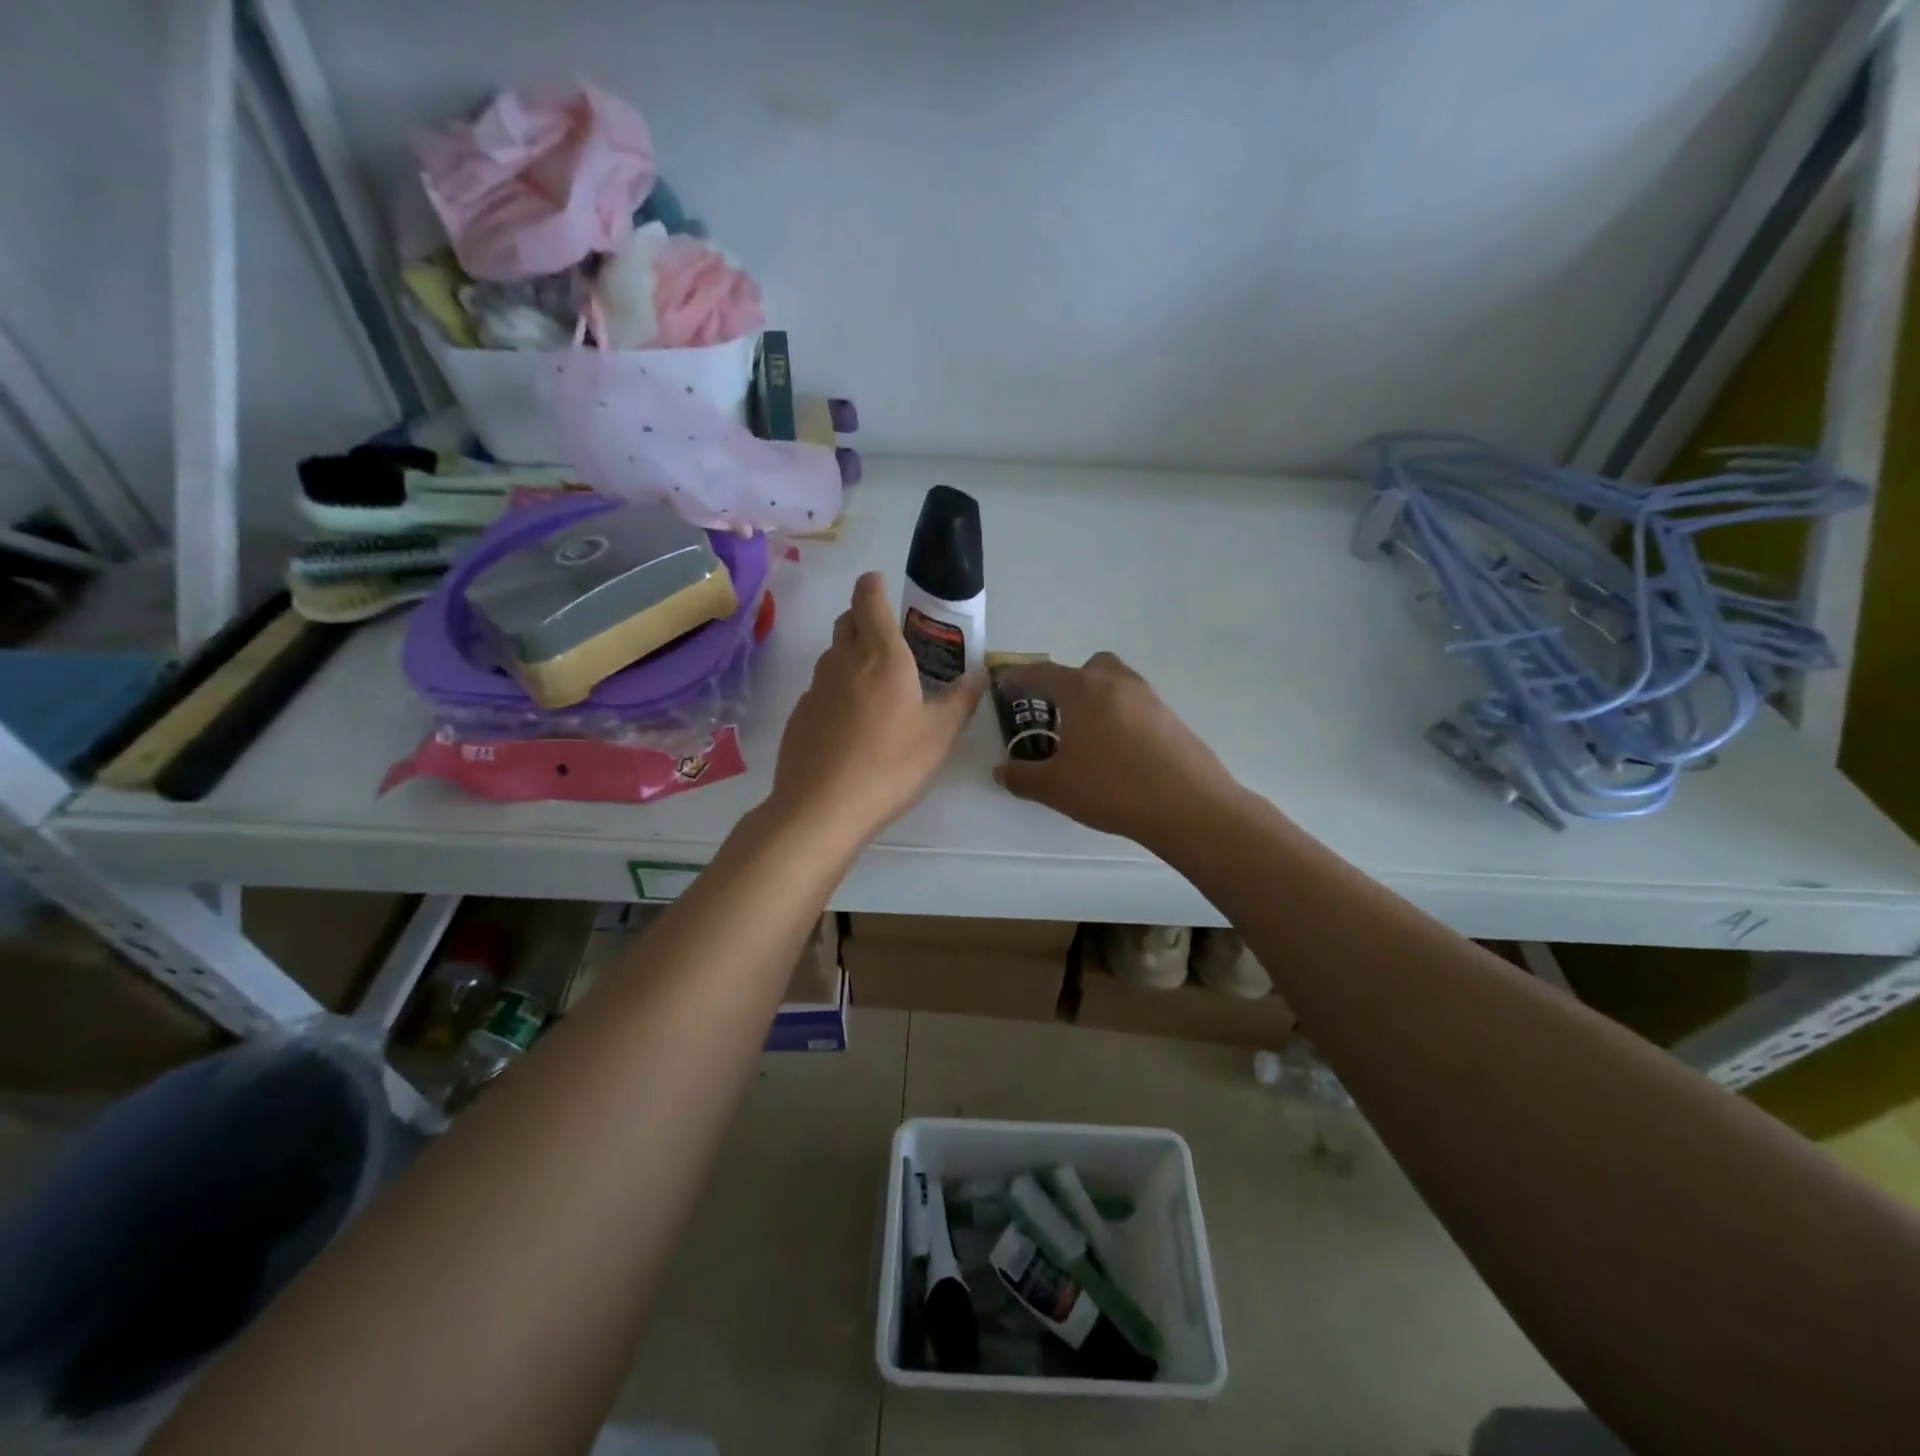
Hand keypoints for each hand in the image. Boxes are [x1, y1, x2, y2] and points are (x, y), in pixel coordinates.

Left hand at [767, 572, 983, 846]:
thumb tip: (978, 676)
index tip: (880, 583)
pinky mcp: (800, 714)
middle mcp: (844, 661)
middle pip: (848, 622)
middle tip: (888, 636)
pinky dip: (837, 689)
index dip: (873, 585)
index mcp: (882, 656)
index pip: (869, 600)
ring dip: (851, 654)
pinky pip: (822, 688)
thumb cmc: (890, 765)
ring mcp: (816, 688)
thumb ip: (960, 701)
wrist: (821, 807)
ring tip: (875, 682)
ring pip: (833, 655)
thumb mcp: (938, 736)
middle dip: (864, 617)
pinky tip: (851, 722)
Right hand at [994, 652, 1242, 849]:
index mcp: (1083, 690)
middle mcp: (1116, 683)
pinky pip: (1137, 706)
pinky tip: (1118, 752)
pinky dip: (1121, 718)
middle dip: (1069, 682)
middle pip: (1088, 667)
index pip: (1043, 673)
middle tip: (1057, 713)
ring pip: (1116, 684)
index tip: (1006, 685)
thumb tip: (1001, 771)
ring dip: (1098, 699)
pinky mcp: (1172, 718)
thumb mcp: (1055, 788)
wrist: (1188, 806)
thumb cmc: (1111, 788)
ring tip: (1087, 736)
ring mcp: (1149, 698)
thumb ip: (1022, 777)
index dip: (1020, 677)